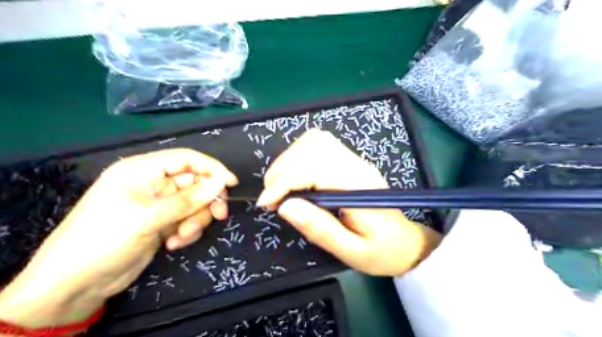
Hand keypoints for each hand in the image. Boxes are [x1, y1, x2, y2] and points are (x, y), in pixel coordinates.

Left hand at [1, 149, 237, 327]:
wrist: (75, 284)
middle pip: (195, 183)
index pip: (186, 159)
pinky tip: (173, 244)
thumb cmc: (105, 238)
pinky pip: (188, 220)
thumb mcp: (149, 216)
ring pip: (194, 204)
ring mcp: (159, 205)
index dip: (211, 168)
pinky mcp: (163, 223)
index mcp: (143, 170)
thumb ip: (189, 199)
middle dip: (206, 201)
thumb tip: (222, 182)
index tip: (231, 183)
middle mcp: (153, 184)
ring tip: (181, 236)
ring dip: (195, 220)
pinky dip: (187, 231)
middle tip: (219, 215)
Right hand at [257, 128, 440, 275]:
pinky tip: (295, 176)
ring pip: (314, 140)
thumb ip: (319, 228)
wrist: (405, 242)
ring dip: (288, 160)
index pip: (314, 169)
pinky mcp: (349, 160)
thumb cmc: (381, 251)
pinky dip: (299, 155)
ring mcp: (354, 159)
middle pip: (311, 148)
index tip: (267, 204)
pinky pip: (320, 144)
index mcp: (358, 187)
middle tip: (271, 199)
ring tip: (280, 187)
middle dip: (281, 170)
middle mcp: (356, 165)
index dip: (284, 182)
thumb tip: (284, 207)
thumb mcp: (351, 251)